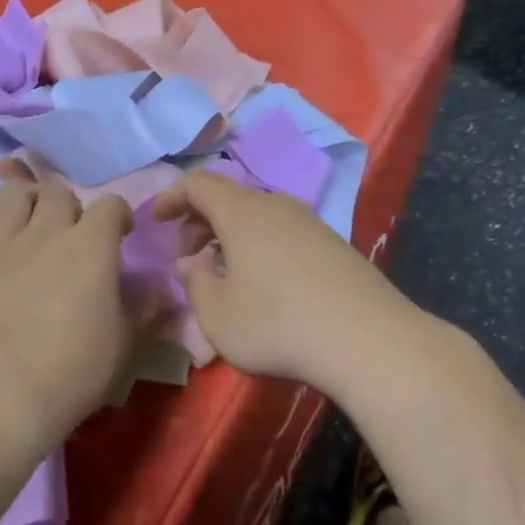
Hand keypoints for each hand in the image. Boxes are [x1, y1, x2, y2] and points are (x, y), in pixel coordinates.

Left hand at [0, 159, 142, 447]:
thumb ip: (148, 310)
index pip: (110, 205)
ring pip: (12, 194)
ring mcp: (3, 246)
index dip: (119, 215)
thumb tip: (163, 290)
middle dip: (71, 206)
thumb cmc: (74, 371)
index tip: (122, 236)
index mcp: (91, 246)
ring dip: (27, 201)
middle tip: (75, 236)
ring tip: (34, 226)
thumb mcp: (126, 345)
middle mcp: (46, 233)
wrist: (1, 397)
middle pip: (57, 192)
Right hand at [153, 171, 411, 399]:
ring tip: (223, 274)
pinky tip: (264, 285)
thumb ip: (194, 282)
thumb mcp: (217, 314)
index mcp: (242, 212)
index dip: (171, 197)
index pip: (198, 183)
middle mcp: (277, 205)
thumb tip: (190, 262)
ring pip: (258, 216)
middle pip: (229, 198)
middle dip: (199, 221)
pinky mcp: (334, 245)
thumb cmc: (277, 324)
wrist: (368, 340)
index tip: (156, 221)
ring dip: (231, 236)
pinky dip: (260, 246)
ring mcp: (311, 223)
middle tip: (187, 257)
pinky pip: (283, 232)